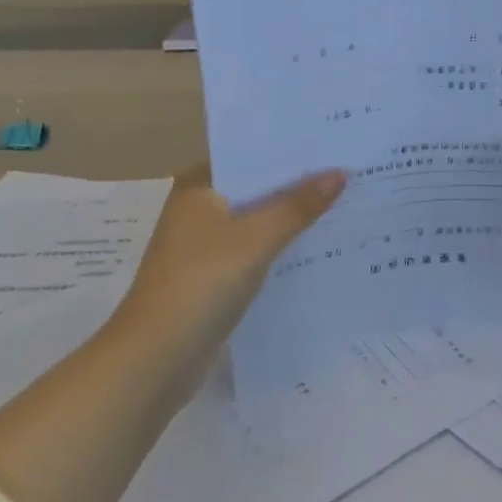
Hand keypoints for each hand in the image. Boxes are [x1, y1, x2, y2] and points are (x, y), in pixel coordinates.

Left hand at [115, 165, 344, 339]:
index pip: (250, 155)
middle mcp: (198, 208)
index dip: (289, 150)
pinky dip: (279, 246)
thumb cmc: (201, 283)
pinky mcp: (212, 276)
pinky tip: (316, 245)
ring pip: (257, 220)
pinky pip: (254, 249)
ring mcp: (203, 245)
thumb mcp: (256, 239)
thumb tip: (339, 173)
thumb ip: (297, 205)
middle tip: (347, 169)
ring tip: (343, 201)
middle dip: (296, 183)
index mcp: (199, 186)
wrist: (154, 360)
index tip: (331, 142)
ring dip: (290, 216)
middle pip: (256, 187)